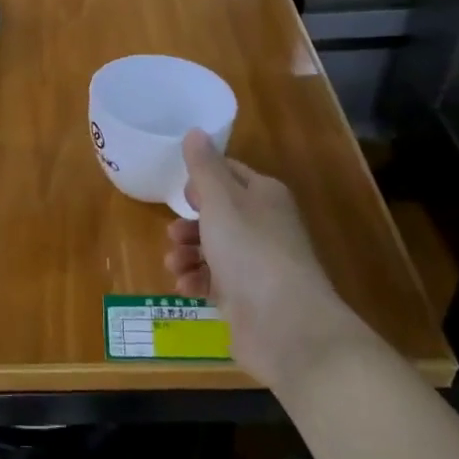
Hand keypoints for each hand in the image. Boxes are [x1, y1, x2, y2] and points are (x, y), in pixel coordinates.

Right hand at [165, 131, 367, 395]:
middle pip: (219, 214)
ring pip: (214, 248)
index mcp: (264, 195)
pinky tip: (184, 286)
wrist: (286, 326)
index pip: (230, 173)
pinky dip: (197, 280)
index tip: (181, 191)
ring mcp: (258, 264)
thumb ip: (204, 167)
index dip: (203, 179)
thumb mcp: (220, 201)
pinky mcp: (248, 298)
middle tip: (172, 233)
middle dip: (190, 222)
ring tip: (174, 263)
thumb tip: (195, 132)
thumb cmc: (250, 251)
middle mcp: (264, 225)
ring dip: (188, 253)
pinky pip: (215, 281)